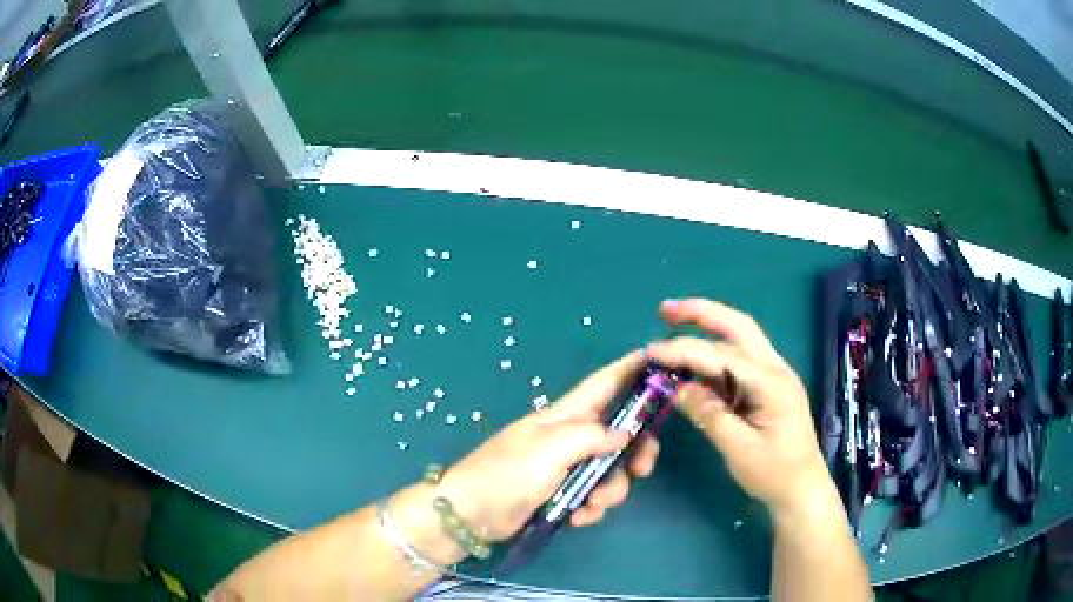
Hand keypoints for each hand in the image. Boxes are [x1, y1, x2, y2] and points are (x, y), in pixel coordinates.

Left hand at [437, 352, 660, 541]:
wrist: (470, 515)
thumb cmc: (505, 474)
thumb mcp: (548, 450)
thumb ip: (589, 437)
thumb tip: (624, 434)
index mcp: (565, 415)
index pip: (605, 383)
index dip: (632, 369)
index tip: (662, 364)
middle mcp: (571, 436)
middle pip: (621, 432)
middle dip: (636, 451)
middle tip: (640, 470)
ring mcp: (567, 466)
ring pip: (611, 470)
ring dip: (610, 490)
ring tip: (591, 505)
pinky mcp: (563, 493)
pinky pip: (594, 496)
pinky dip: (592, 508)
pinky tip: (578, 518)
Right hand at [644, 298, 829, 517]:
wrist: (802, 489)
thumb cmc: (774, 473)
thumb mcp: (738, 448)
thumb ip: (708, 414)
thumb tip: (675, 388)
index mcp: (770, 382)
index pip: (721, 356)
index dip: (683, 351)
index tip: (650, 353)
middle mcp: (774, 369)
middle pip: (737, 326)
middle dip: (701, 313)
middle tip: (665, 310)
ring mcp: (773, 376)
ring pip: (739, 339)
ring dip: (707, 328)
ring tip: (673, 324)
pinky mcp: (767, 388)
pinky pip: (738, 362)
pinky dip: (713, 357)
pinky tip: (693, 364)